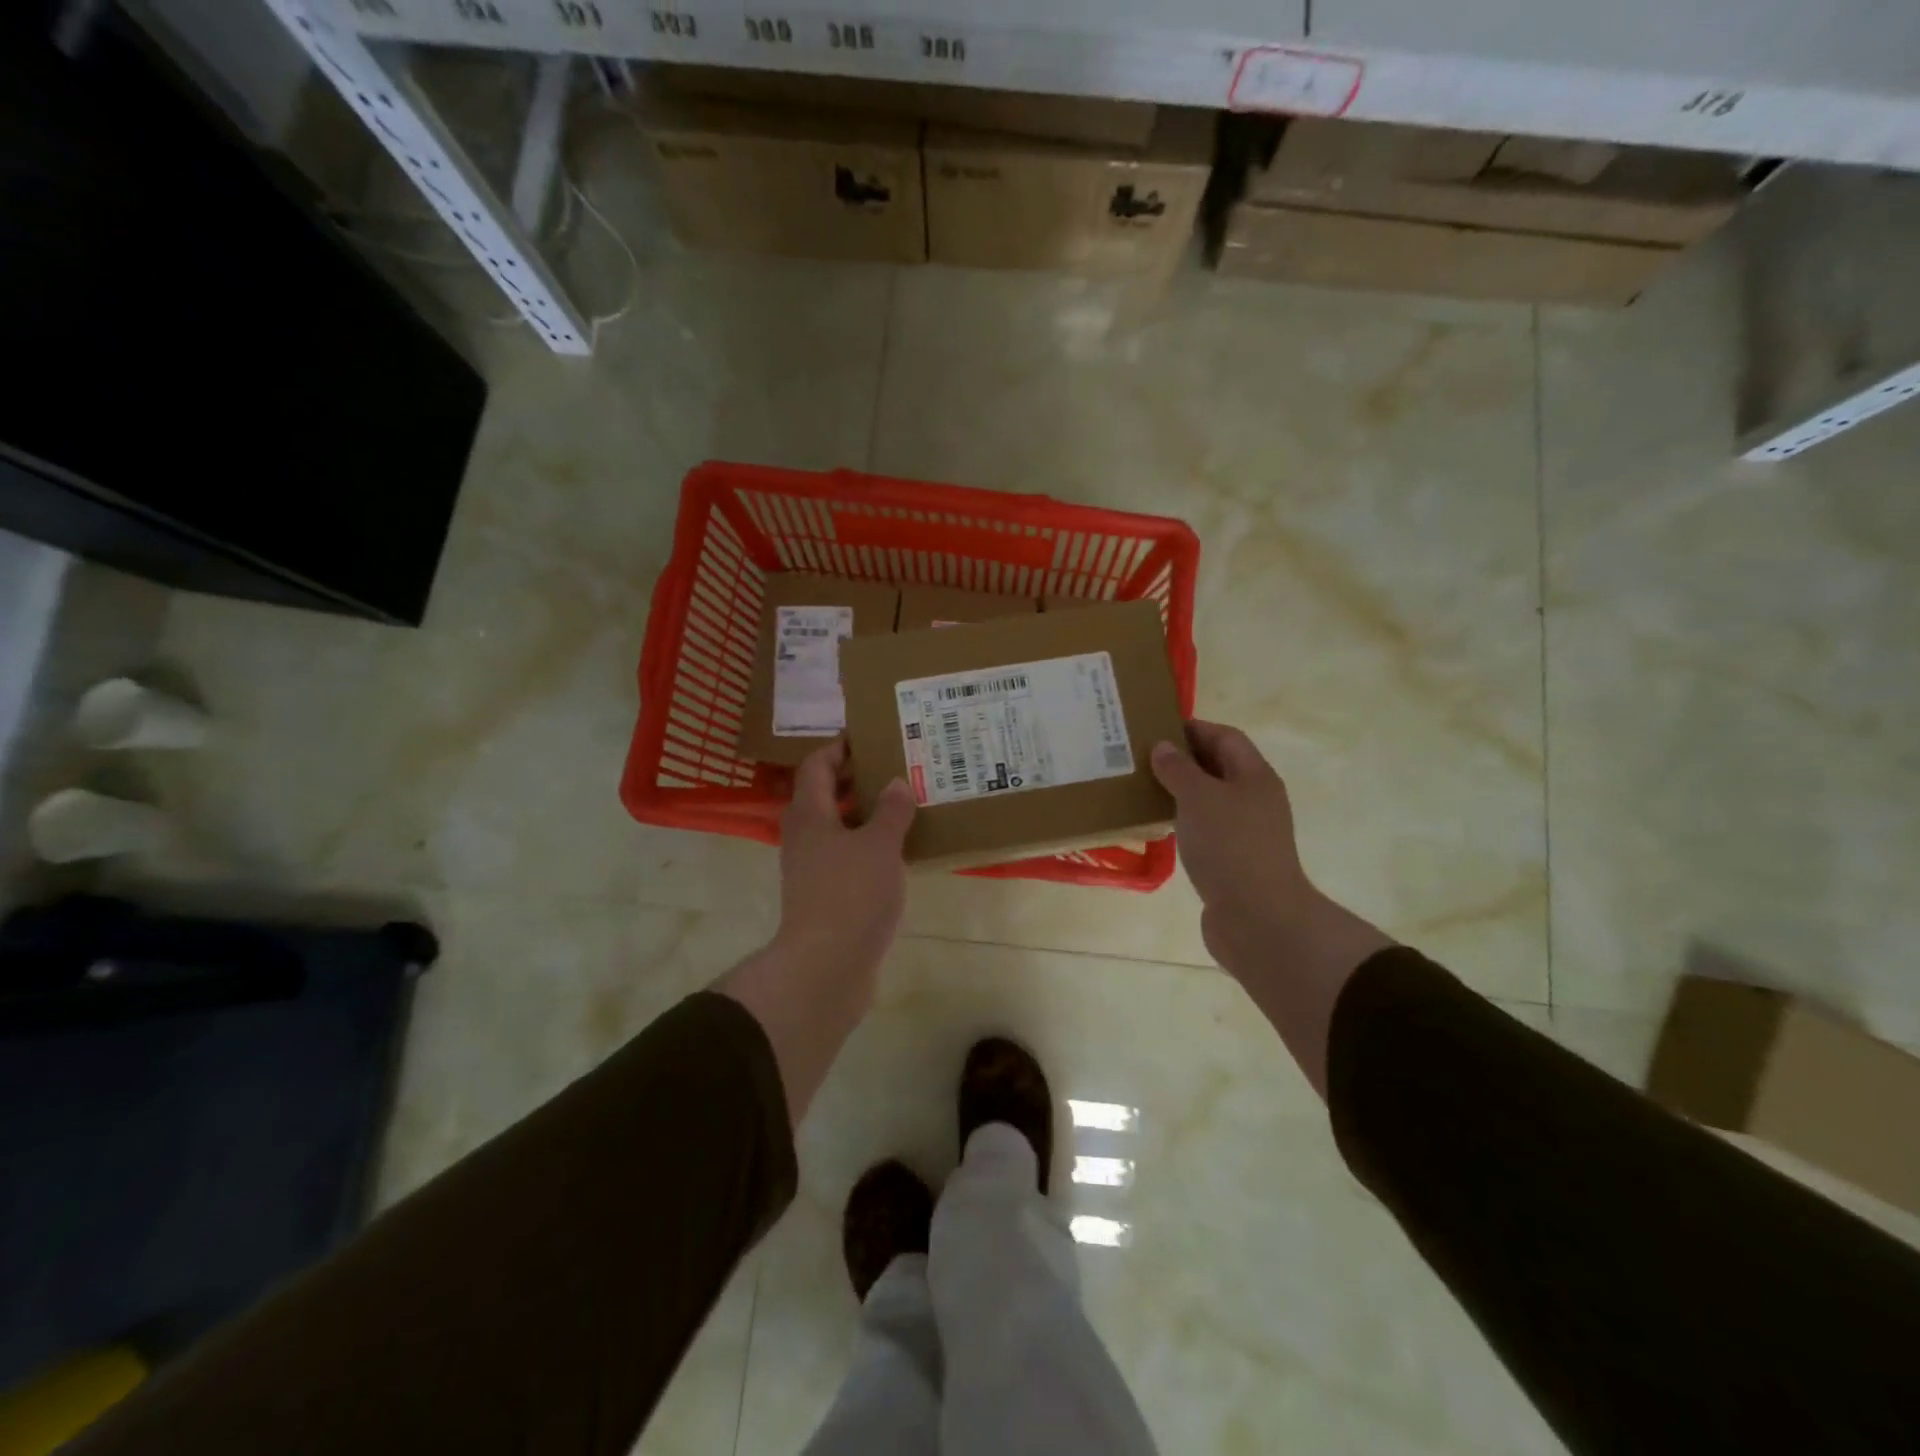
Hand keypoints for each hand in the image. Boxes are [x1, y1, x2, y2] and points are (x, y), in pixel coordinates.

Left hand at [716, 739, 915, 1126]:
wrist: (826, 967)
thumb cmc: (850, 895)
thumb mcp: (880, 846)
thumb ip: (891, 811)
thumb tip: (896, 784)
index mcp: (809, 815)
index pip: (816, 765)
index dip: (839, 747)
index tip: (868, 737)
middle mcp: (804, 836)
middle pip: (825, 795)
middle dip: (856, 779)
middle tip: (894, 767)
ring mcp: (812, 869)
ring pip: (837, 828)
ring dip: (865, 814)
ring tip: (904, 804)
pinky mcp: (825, 896)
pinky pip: (846, 857)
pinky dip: (868, 845)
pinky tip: (899, 850)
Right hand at [1149, 721, 1316, 975]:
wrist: (1258, 918)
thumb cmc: (1230, 846)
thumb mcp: (1199, 797)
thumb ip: (1178, 769)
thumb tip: (1163, 746)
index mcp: (1254, 776)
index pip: (1225, 737)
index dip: (1193, 728)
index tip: (1155, 728)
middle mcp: (1254, 800)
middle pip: (1217, 767)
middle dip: (1182, 760)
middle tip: (1140, 757)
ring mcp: (1245, 833)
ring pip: (1208, 800)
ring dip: (1179, 792)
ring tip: (1141, 788)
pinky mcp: (1232, 861)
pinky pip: (1204, 830)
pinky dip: (1182, 822)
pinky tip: (1157, 827)